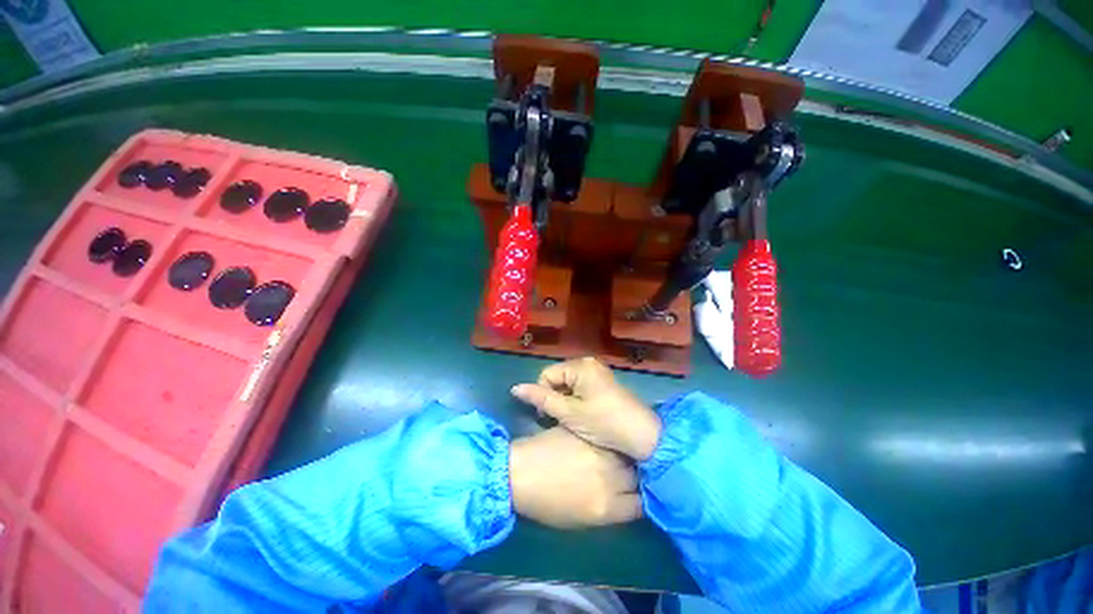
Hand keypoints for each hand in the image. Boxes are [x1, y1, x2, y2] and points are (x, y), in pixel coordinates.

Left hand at [509, 427, 640, 528]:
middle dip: (632, 474)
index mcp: (606, 506)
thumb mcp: (579, 520)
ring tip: (618, 453)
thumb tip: (623, 499)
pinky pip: (607, 437)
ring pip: (625, 452)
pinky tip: (605, 439)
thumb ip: (607, 510)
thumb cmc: (544, 503)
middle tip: (626, 470)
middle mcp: (608, 478)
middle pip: (635, 475)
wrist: (521, 473)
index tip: (634, 492)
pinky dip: (609, 440)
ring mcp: (599, 452)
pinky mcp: (588, 433)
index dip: (638, 498)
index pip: (640, 504)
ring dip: (623, 454)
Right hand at [511, 357, 661, 460]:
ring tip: (572, 419)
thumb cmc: (603, 423)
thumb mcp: (568, 413)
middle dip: (555, 397)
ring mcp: (598, 372)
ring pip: (568, 383)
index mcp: (580, 366)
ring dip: (565, 400)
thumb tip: (515, 388)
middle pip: (558, 377)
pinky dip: (577, 400)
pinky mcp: (603, 382)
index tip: (548, 416)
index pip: (547, 374)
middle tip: (561, 419)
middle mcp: (589, 363)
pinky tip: (583, 415)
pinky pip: (581, 387)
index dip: (543, 394)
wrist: (642, 435)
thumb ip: (541, 398)